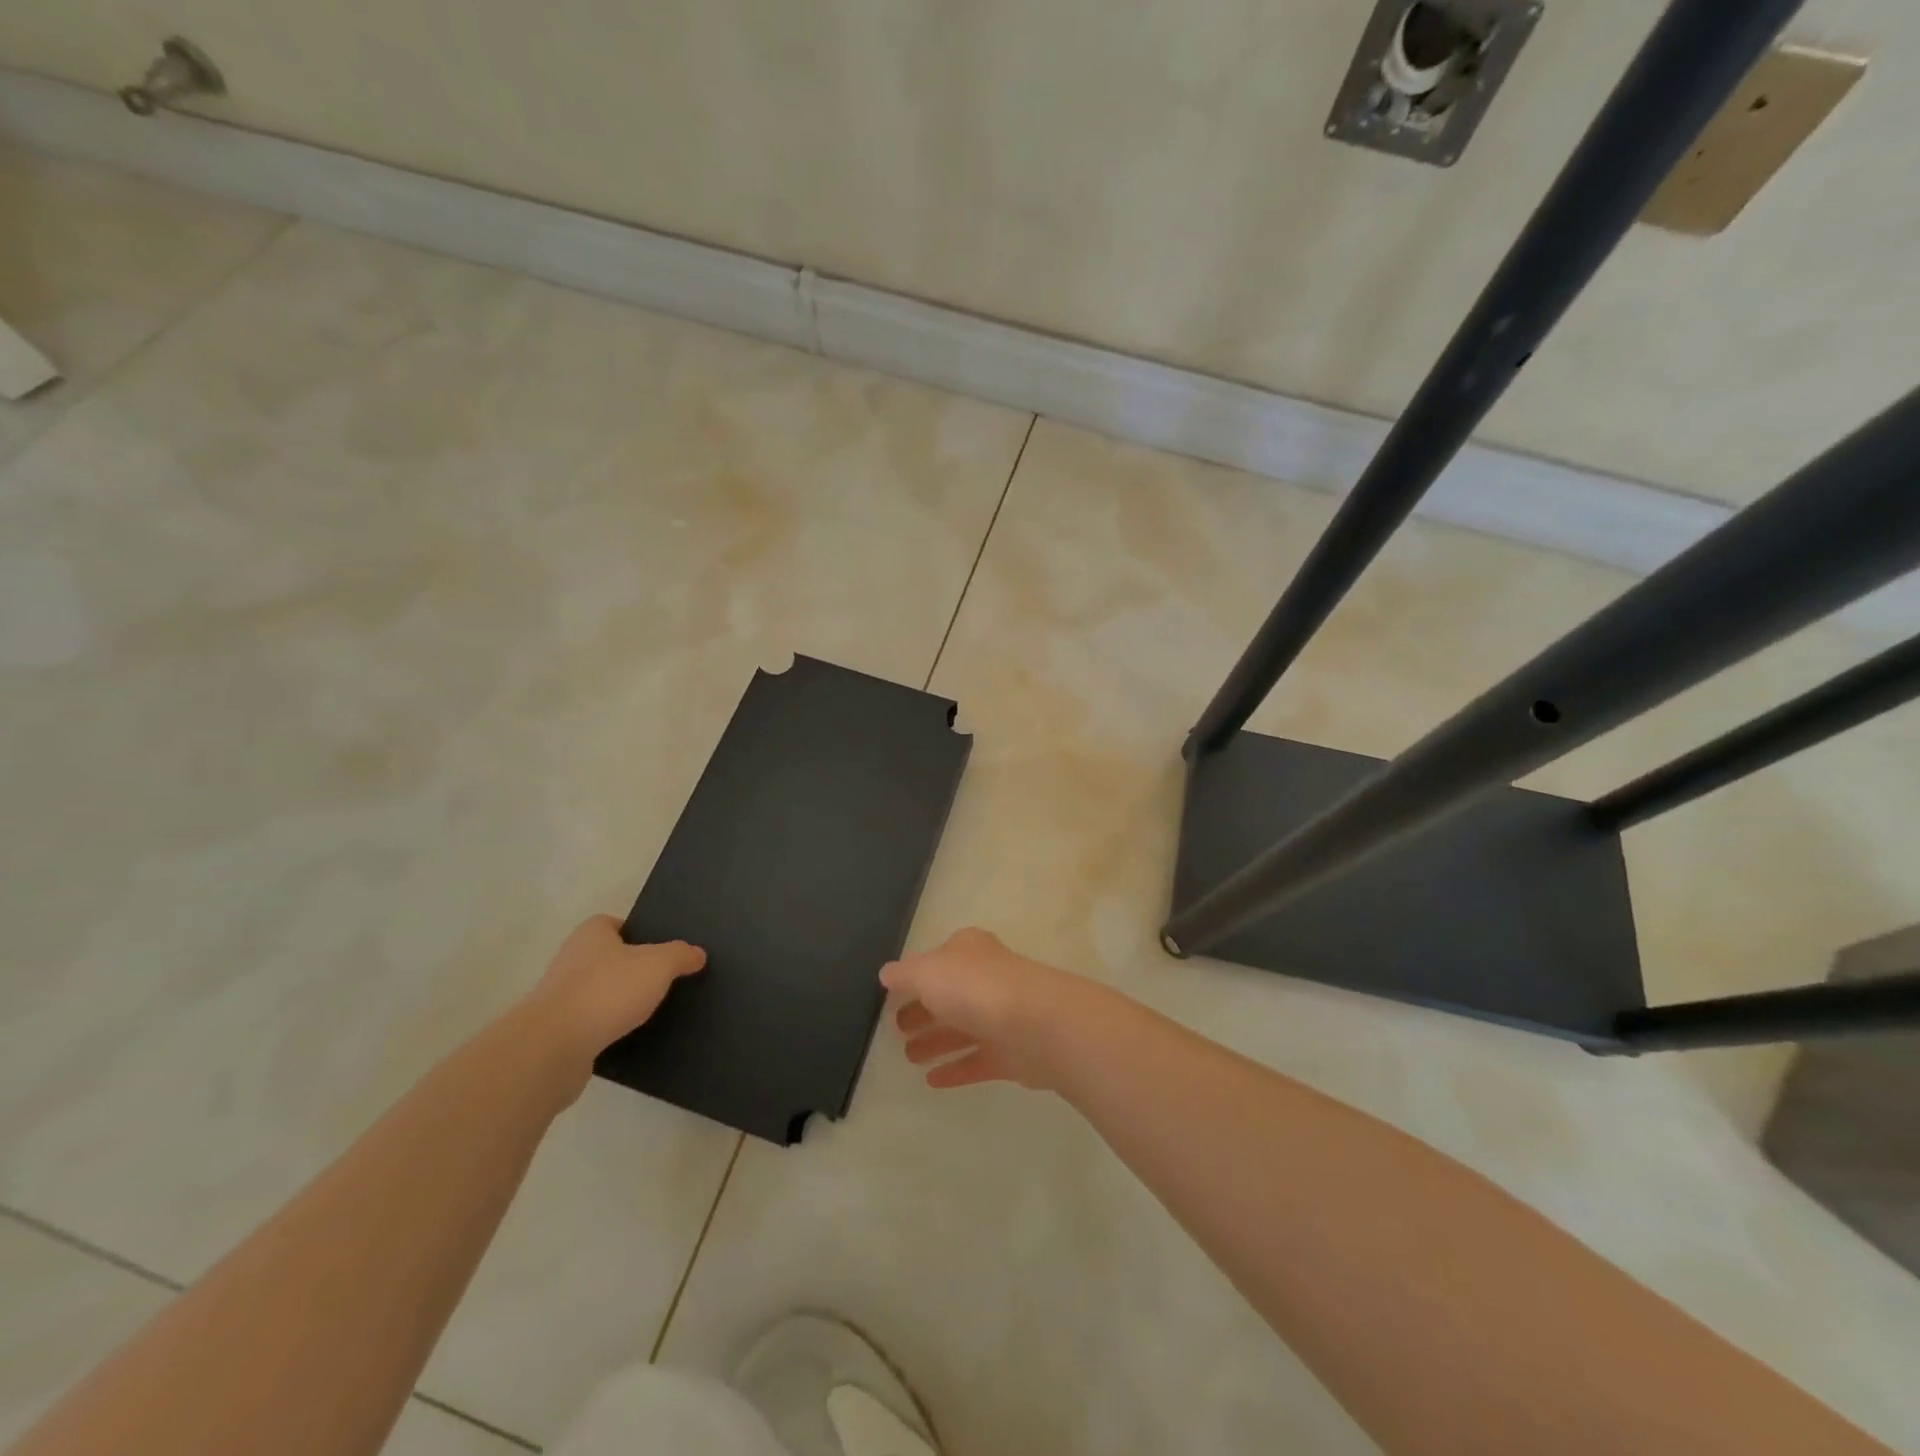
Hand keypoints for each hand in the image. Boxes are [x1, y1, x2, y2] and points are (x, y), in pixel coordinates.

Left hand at [521, 915, 705, 1097]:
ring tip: (653, 1011)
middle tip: (665, 979)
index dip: (639, 933)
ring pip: (601, 992)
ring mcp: (561, 997)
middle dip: (633, 969)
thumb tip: (697, 953)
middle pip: (609, 958)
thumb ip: (681, 955)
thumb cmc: (608, 991)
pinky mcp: (558, 1032)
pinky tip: (632, 1037)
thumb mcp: (659, 964)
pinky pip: (593, 1024)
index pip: (615, 923)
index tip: (662, 949)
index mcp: (591, 934)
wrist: (553, 1048)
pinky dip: (610, 1028)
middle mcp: (571, 960)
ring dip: (621, 1001)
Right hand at [881, 927, 1106, 1091]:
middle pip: (948, 995)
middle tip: (896, 1030)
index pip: (936, 960)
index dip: (915, 976)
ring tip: (908, 1058)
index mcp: (968, 951)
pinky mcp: (1012, 1053)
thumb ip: (904, 974)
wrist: (1035, 1024)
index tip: (892, 997)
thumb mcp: (926, 972)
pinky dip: (956, 1069)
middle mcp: (986, 978)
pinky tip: (932, 1081)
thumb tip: (887, 974)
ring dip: (935, 1041)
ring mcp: (1001, 1016)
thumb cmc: (975, 987)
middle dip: (923, 1011)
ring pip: (962, 1029)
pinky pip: (977, 1061)